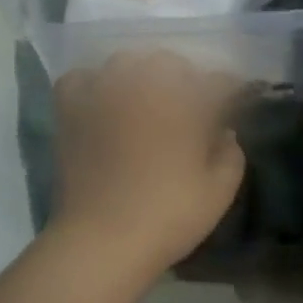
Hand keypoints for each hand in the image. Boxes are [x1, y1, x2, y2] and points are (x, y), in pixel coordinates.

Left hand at [51, 52, 246, 276]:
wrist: (102, 240)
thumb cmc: (168, 216)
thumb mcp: (219, 191)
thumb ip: (231, 153)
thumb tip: (224, 132)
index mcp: (187, 100)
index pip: (219, 82)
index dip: (230, 94)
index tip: (231, 109)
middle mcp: (146, 83)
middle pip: (171, 64)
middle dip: (185, 81)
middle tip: (187, 111)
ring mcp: (104, 91)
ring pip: (127, 63)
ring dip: (141, 78)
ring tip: (143, 104)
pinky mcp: (71, 107)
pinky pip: (83, 78)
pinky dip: (94, 85)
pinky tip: (102, 104)